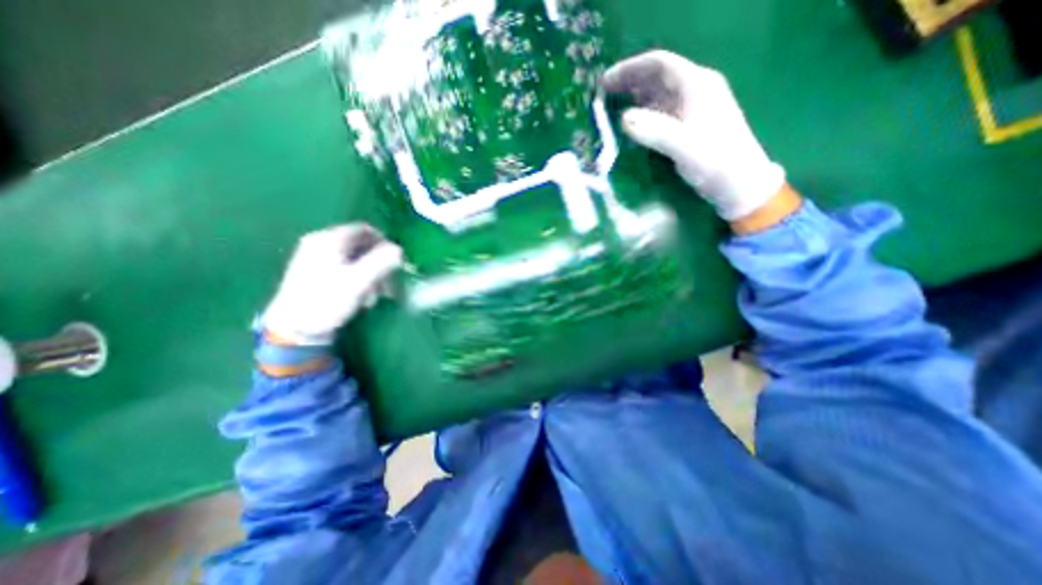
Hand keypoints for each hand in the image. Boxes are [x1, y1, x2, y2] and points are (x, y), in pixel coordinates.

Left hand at [261, 222, 401, 342]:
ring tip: (374, 296)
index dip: (385, 243)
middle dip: (379, 264)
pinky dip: (358, 279)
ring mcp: (315, 256)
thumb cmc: (328, 301)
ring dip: (371, 275)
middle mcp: (321, 242)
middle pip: (361, 246)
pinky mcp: (314, 271)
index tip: (397, 261)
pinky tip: (361, 296)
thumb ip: (381, 262)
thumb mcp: (359, 281)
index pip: (365, 230)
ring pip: (354, 259)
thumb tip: (399, 250)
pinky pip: (344, 268)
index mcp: (330, 239)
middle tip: (388, 284)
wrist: (294, 329)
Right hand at [608, 49, 784, 222]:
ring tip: (612, 107)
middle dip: (629, 81)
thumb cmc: (715, 163)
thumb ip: (655, 131)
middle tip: (603, 94)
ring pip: (659, 94)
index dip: (630, 69)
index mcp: (697, 85)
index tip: (605, 82)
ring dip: (635, 97)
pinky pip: (662, 111)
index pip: (659, 65)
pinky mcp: (690, 125)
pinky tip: (633, 124)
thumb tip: (623, 118)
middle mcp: (695, 90)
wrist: (740, 184)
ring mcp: (693, 107)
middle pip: (658, 77)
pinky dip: (644, 113)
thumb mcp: (684, 147)